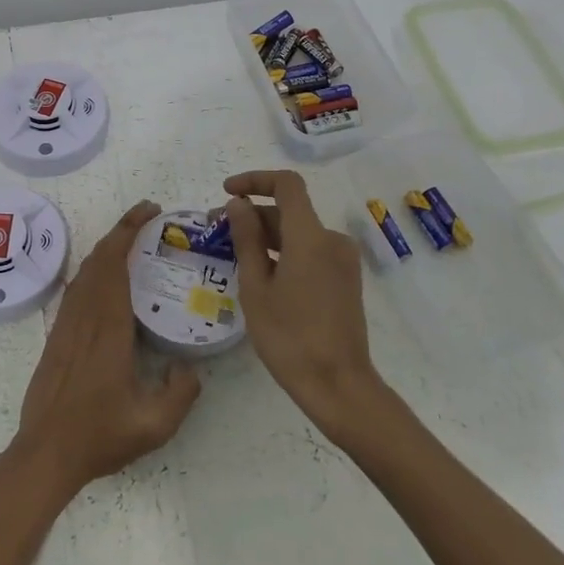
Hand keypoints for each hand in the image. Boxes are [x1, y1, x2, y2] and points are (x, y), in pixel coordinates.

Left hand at [11, 200, 200, 495]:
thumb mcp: (154, 425)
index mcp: (108, 328)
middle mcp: (84, 317)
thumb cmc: (98, 435)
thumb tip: (190, 368)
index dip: (129, 231)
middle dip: (122, 230)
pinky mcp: (56, 336)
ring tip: (132, 242)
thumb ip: (181, 393)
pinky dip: (93, 270)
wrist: (45, 453)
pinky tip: (107, 280)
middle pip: (98, 258)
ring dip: (106, 248)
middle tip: (148, 217)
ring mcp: (66, 325)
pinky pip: (75, 289)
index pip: (115, 264)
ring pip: (84, 271)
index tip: (150, 212)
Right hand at [224, 170, 386, 439]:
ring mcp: (343, 260)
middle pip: (290, 211)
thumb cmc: (289, 337)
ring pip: (299, 233)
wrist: (338, 384)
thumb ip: (246, 239)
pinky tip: (261, 273)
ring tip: (233, 254)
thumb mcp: (256, 287)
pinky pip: (311, 251)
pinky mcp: (345, 279)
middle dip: (253, 213)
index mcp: (311, 236)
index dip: (255, 180)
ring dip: (267, 235)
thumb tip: (238, 204)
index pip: (286, 185)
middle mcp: (332, 240)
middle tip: (218, 230)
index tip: (226, 192)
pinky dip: (285, 252)